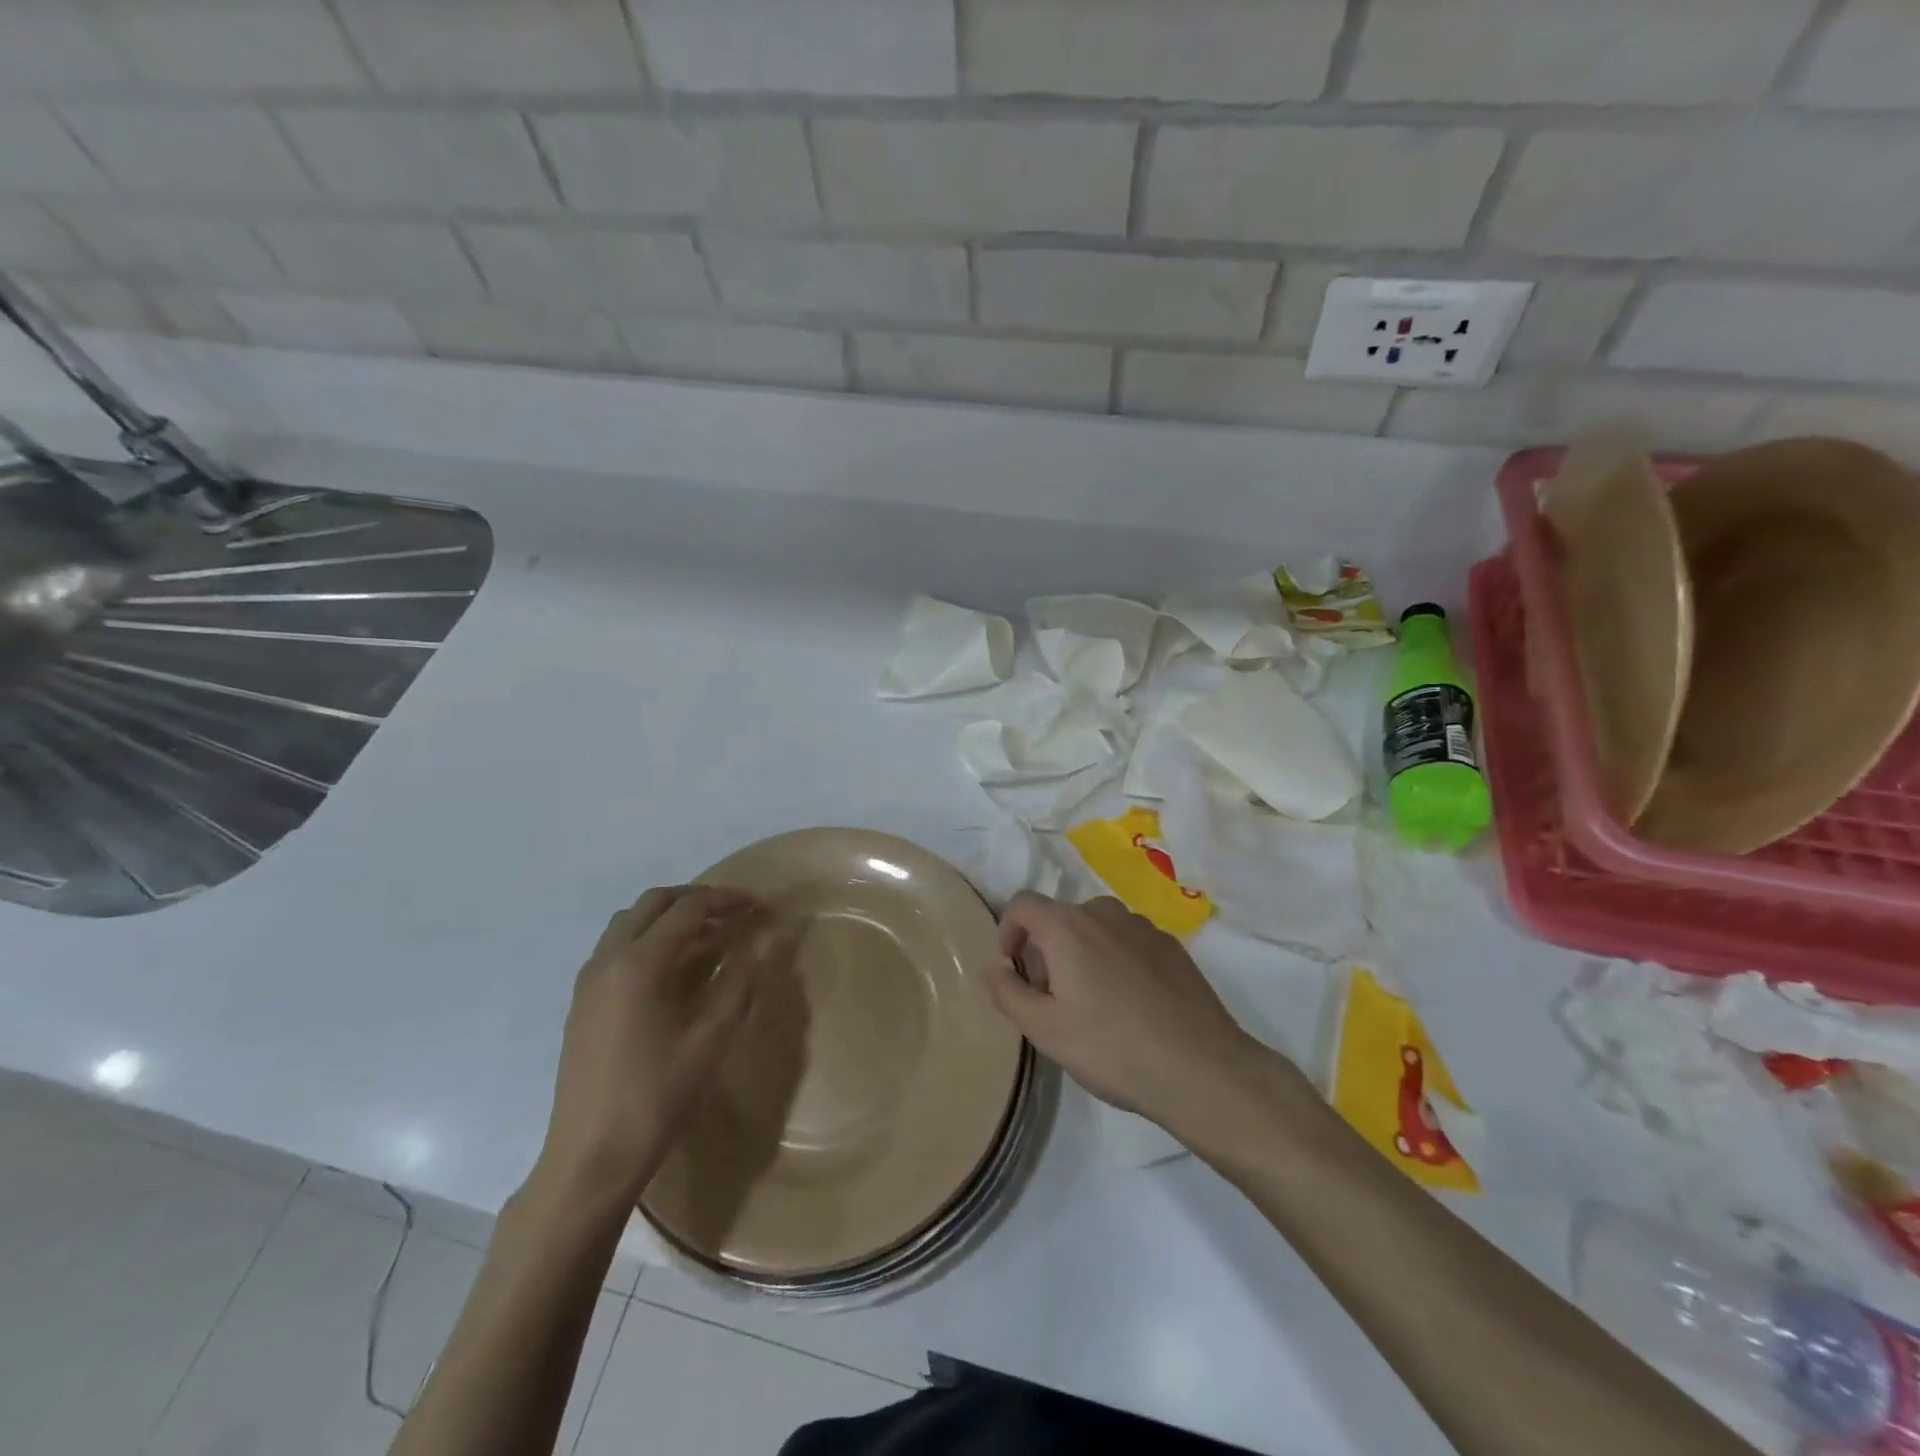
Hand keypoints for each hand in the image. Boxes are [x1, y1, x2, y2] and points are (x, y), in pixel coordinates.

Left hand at [537, 885, 763, 1207]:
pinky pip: (617, 948)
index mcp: (640, 964)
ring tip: (708, 935)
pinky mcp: (583, 1002)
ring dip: (670, 916)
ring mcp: (589, 981)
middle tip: (734, 912)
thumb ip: (737, 985)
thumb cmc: (656, 1098)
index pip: (688, 909)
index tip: (760, 905)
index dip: (727, 900)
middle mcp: (609, 960)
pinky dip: (649, 939)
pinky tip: (674, 968)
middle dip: (697, 898)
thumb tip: (755, 949)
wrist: (590, 1158)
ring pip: (630, 922)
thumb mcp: (710, 1041)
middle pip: (654, 903)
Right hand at [988, 893, 1265, 1133]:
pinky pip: (1128, 941)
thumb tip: (994, 965)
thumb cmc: (1111, 1048)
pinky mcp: (1172, 946)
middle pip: (1060, 917)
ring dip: (1082, 954)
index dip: (1008, 931)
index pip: (1022, 904)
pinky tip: (1131, 1006)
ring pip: (1096, 928)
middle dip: (1046, 950)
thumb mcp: (1044, 1029)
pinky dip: (1116, 960)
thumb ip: (1007, 991)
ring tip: (1092, 1004)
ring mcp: (1143, 926)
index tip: (1013, 969)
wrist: (1201, 1068)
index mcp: (1067, 926)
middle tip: (1052, 999)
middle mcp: (1104, 913)